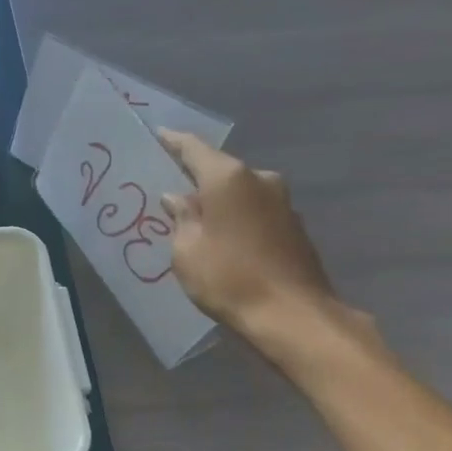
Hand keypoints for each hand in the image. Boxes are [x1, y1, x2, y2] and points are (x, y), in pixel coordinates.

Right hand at [158, 132, 343, 347]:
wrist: (292, 315)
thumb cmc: (229, 278)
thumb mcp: (187, 251)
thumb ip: (181, 219)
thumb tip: (178, 199)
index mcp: (228, 178)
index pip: (194, 148)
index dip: (173, 142)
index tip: (158, 135)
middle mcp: (259, 179)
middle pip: (219, 171)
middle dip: (196, 180)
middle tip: (170, 193)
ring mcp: (282, 202)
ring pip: (239, 193)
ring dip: (218, 203)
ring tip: (195, 222)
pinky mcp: (293, 226)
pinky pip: (254, 212)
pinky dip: (236, 219)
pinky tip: (223, 240)